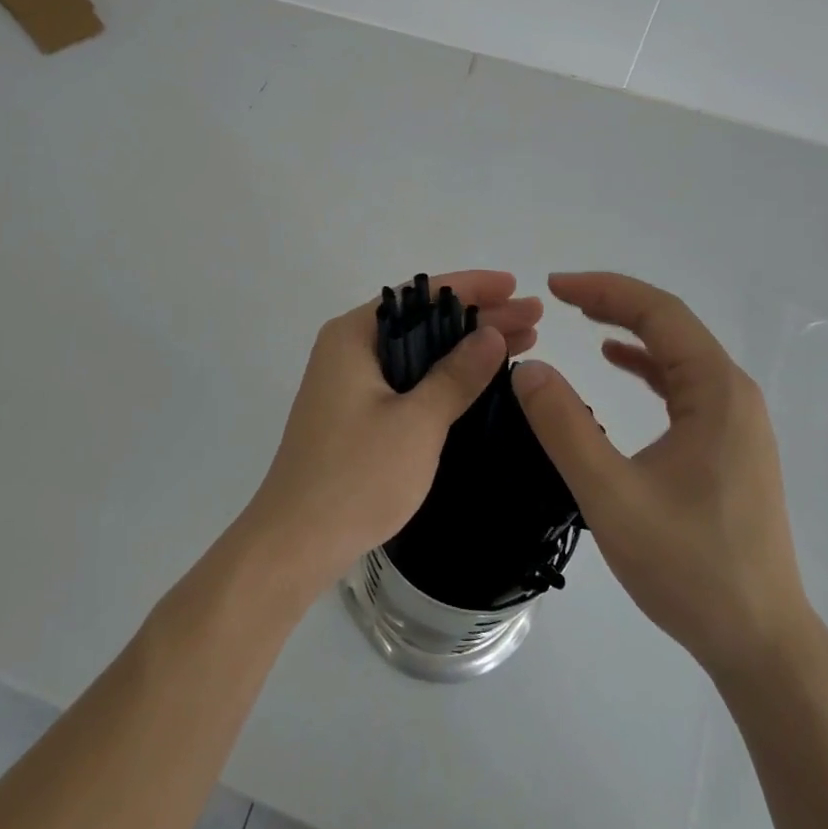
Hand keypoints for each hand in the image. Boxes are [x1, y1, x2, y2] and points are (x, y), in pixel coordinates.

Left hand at [243, 270, 543, 596]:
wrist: (295, 543)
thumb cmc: (356, 476)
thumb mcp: (417, 422)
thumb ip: (456, 375)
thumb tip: (492, 334)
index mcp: (353, 336)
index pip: (420, 295)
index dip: (472, 287)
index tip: (514, 285)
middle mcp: (348, 349)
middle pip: (422, 320)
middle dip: (478, 318)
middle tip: (532, 318)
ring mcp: (349, 383)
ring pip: (418, 352)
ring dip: (465, 348)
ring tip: (523, 343)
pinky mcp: (355, 413)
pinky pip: (408, 379)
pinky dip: (445, 376)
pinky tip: (480, 380)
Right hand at [512, 272, 811, 682]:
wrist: (761, 643)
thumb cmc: (689, 567)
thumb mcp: (611, 495)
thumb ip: (564, 427)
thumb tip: (527, 368)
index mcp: (716, 392)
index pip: (659, 313)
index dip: (604, 290)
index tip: (554, 286)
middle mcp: (733, 394)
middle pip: (671, 325)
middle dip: (613, 303)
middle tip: (559, 297)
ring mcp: (736, 421)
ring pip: (677, 352)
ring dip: (629, 330)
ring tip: (581, 320)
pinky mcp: (729, 445)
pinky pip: (683, 383)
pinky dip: (646, 364)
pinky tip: (615, 366)